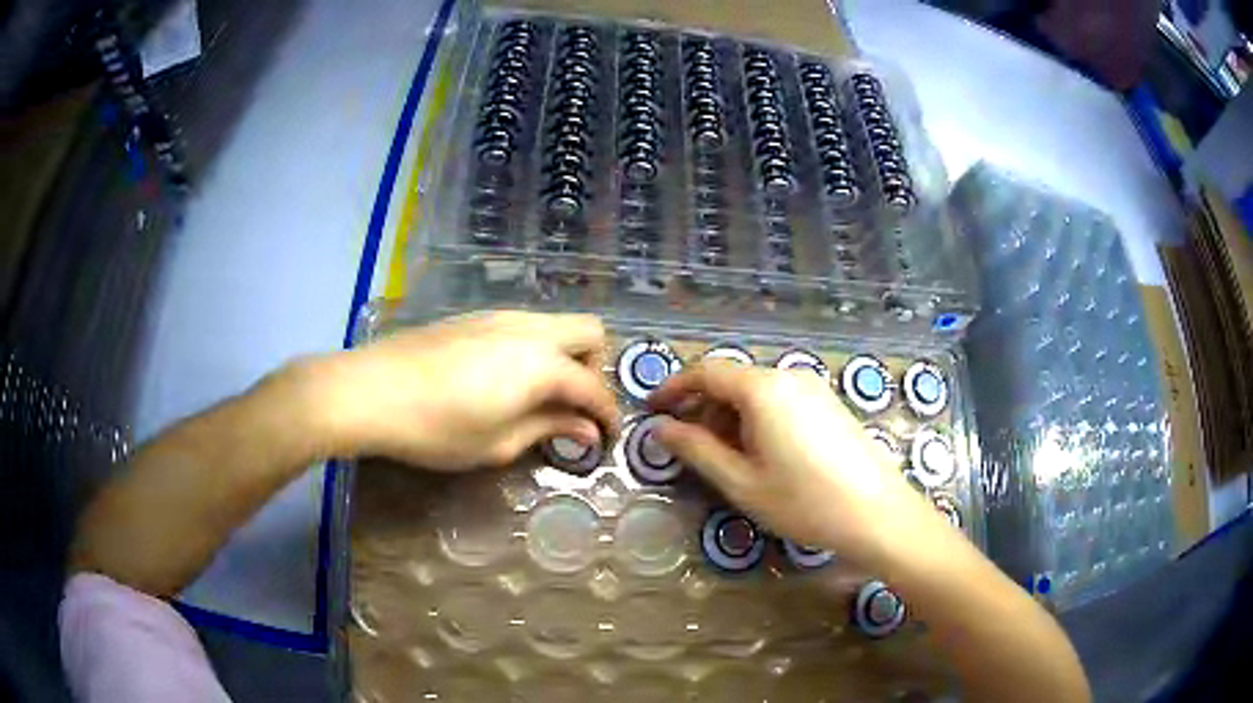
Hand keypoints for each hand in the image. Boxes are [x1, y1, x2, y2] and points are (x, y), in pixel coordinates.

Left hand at [301, 311, 619, 469]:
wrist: (370, 390)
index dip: (607, 416)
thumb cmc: (436, 428)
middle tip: (573, 406)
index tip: (604, 441)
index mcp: (542, 363)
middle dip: (594, 369)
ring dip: (564, 356)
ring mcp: (499, 316)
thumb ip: (548, 429)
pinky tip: (503, 378)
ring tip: (539, 396)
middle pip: (590, 332)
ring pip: (555, 323)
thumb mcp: (498, 443)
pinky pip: (523, 325)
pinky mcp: (473, 317)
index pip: (594, 387)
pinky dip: (533, 348)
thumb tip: (586, 430)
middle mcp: (530, 329)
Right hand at [649, 362, 938, 563]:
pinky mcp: (829, 404)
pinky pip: (781, 400)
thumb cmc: (803, 501)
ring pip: (757, 391)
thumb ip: (696, 450)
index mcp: (762, 388)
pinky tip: (758, 453)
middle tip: (683, 442)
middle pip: (732, 379)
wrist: (877, 513)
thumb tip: (661, 429)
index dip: (674, 388)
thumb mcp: (740, 481)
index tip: (652, 409)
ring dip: (729, 414)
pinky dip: (757, 418)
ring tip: (720, 455)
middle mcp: (788, 376)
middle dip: (702, 406)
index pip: (706, 371)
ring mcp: (813, 388)